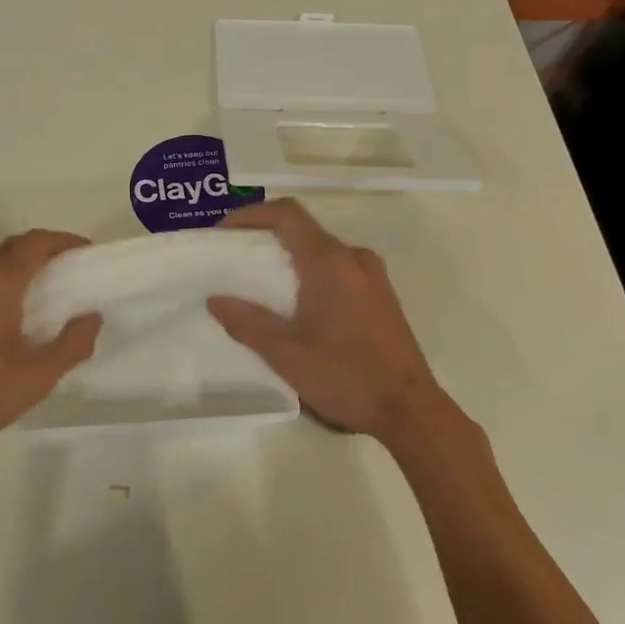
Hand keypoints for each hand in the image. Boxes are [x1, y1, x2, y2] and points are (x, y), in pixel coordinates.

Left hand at [0, 231, 100, 460]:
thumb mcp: (36, 377)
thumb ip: (72, 344)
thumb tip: (91, 317)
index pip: (36, 242)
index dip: (65, 241)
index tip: (88, 253)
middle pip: (12, 246)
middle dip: (44, 251)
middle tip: (70, 271)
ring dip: (18, 265)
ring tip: (43, 290)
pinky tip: (6, 312)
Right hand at [207, 200, 444, 442]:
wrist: (409, 409)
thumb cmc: (344, 375)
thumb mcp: (285, 353)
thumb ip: (246, 322)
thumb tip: (215, 300)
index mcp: (329, 261)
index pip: (287, 214)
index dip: (251, 215)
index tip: (224, 233)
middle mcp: (354, 258)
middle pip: (303, 230)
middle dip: (266, 238)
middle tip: (235, 261)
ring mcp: (373, 276)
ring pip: (322, 251)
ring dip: (290, 258)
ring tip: (261, 285)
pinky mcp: (381, 296)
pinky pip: (339, 269)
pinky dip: (311, 273)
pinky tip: (297, 306)